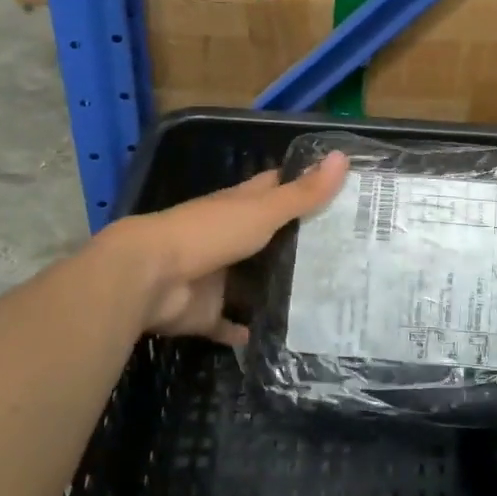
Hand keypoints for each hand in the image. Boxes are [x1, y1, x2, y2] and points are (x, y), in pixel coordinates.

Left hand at [103, 152, 348, 343]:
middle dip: (300, 244)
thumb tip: (344, 156)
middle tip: (347, 255)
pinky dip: (247, 331)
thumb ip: (302, 193)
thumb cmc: (209, 233)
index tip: (341, 193)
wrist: (150, 278)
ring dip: (278, 289)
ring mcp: (217, 275)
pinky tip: (279, 339)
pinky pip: (231, 324)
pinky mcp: (207, 311)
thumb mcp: (263, 211)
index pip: (276, 188)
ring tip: (325, 299)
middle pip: (270, 237)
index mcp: (240, 206)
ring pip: (253, 281)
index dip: (304, 186)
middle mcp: (229, 236)